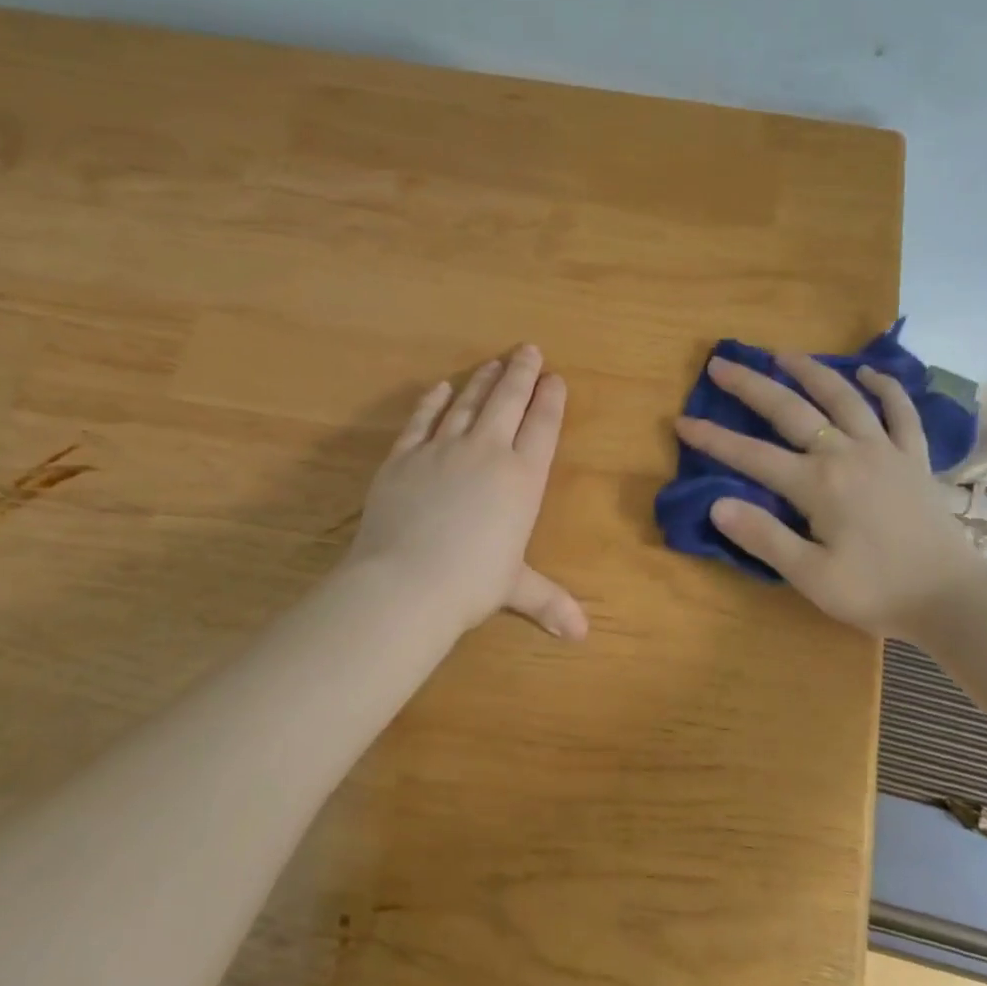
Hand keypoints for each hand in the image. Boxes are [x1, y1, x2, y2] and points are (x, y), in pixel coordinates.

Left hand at [343, 345, 587, 639]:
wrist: (406, 582)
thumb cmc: (471, 584)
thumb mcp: (514, 589)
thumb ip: (549, 601)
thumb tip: (582, 636)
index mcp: (522, 478)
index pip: (543, 426)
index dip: (550, 399)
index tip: (555, 378)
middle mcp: (487, 452)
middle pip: (508, 400)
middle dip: (521, 372)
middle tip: (528, 349)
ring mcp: (442, 448)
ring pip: (468, 403)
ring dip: (483, 380)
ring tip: (493, 362)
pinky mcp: (404, 455)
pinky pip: (423, 420)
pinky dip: (433, 401)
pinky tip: (441, 388)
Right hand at [674, 352, 986, 637]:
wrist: (952, 599)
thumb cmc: (876, 592)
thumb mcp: (812, 577)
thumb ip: (764, 537)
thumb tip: (717, 503)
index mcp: (818, 484)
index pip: (751, 456)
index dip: (713, 439)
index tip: (682, 421)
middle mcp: (847, 454)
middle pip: (791, 410)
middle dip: (751, 386)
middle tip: (721, 363)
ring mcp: (885, 450)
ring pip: (843, 397)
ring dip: (811, 371)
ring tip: (783, 354)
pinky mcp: (914, 457)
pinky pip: (901, 412)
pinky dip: (886, 388)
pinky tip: (869, 373)